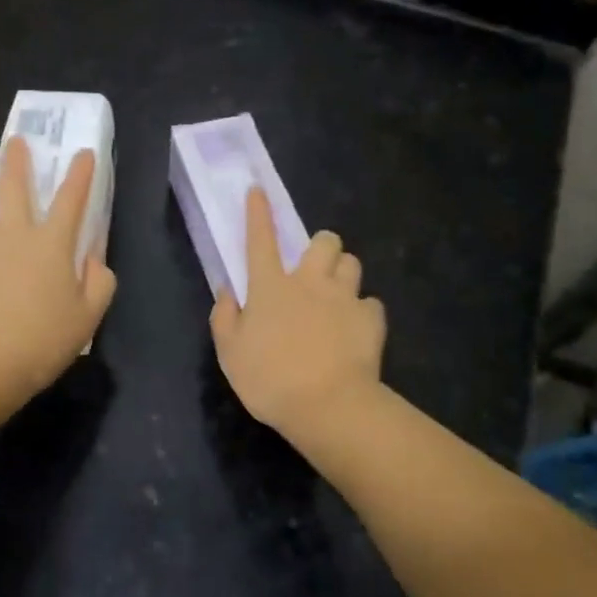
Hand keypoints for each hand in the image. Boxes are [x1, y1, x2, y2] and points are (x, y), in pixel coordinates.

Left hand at [0, 136, 117, 397]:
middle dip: (16, 159)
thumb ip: (99, 284)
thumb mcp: (87, 318)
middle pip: (12, 184)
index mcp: (50, 244)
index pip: (71, 198)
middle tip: (16, 143)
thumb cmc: (42, 342)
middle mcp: (12, 235)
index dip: (80, 173)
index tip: (82, 153)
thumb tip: (94, 262)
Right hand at [210, 188, 385, 438]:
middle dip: (321, 246)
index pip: (260, 239)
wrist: (328, 406)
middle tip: (314, 269)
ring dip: (343, 273)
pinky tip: (356, 329)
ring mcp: (344, 298)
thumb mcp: (230, 353)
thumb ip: (224, 317)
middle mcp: (308, 282)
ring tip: (337, 296)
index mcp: (270, 287)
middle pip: (324, 241)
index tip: (258, 190)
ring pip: (352, 263)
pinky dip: (363, 312)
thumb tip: (227, 290)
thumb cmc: (269, 379)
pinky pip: (371, 303)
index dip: (258, 212)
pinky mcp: (372, 319)